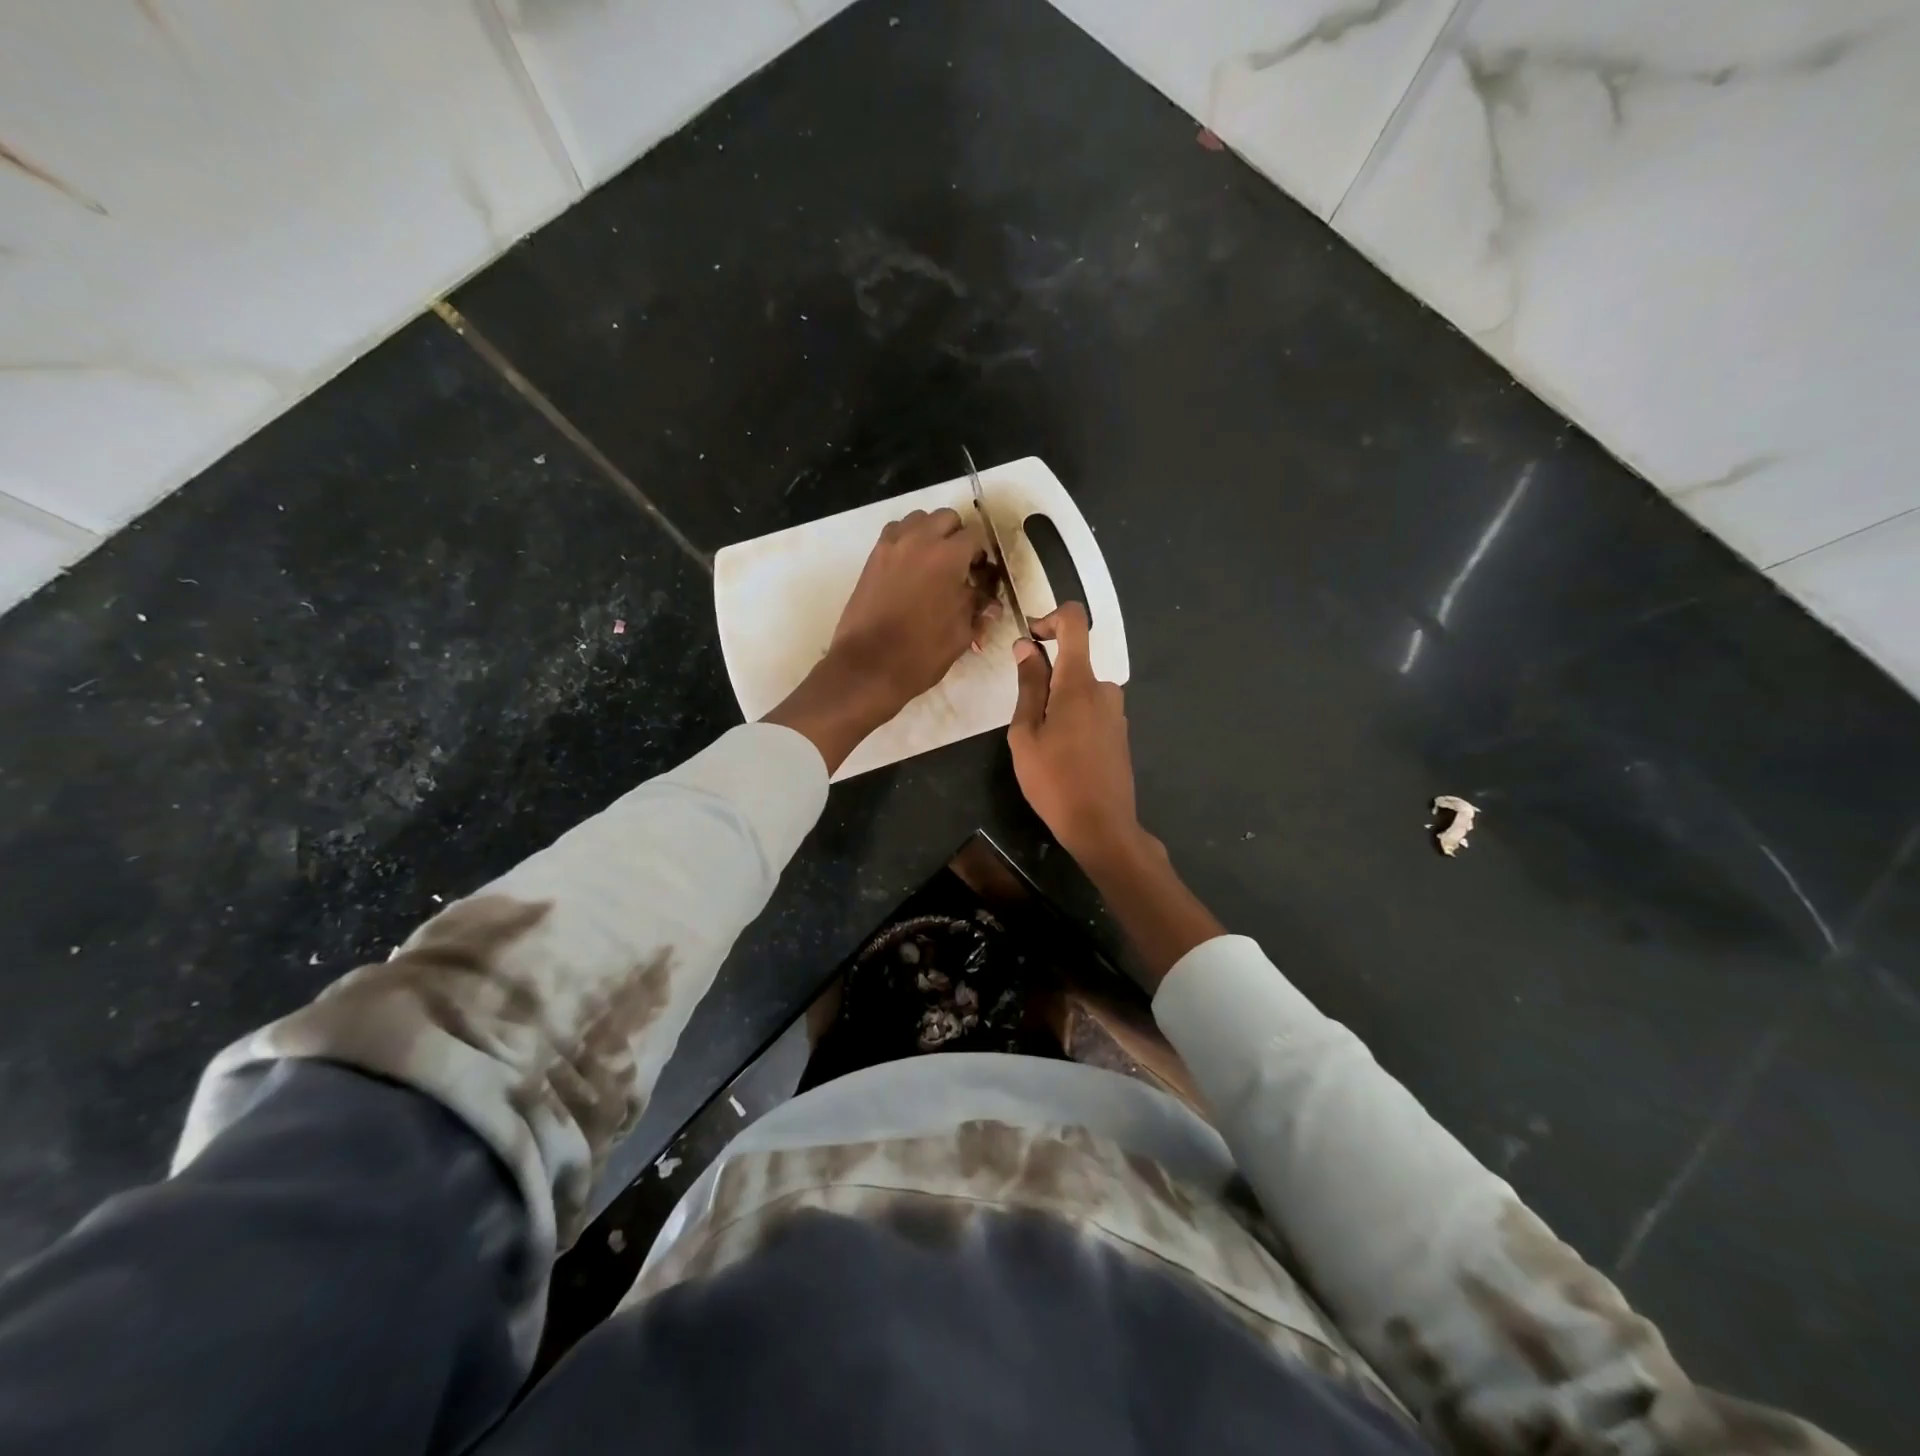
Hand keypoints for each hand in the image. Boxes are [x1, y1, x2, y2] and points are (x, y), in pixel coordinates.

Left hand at [765, 507, 996, 771]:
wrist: (868, 666)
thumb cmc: (921, 653)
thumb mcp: (961, 634)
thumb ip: (978, 610)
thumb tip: (990, 604)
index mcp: (948, 556)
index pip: (975, 537)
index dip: (981, 556)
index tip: (980, 576)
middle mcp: (919, 540)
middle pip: (946, 519)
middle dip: (957, 537)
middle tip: (959, 567)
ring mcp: (891, 546)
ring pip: (918, 520)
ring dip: (930, 534)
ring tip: (933, 564)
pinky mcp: (872, 558)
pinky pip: (894, 534)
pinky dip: (906, 541)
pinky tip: (910, 568)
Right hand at [1007, 603, 1143, 866]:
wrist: (1102, 826)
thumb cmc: (1054, 780)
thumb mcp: (1026, 733)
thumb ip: (1028, 685)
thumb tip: (1026, 646)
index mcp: (1079, 682)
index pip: (1075, 621)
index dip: (1050, 618)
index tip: (1030, 640)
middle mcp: (1104, 689)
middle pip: (1073, 662)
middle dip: (1045, 678)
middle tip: (1024, 718)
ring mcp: (1116, 712)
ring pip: (1080, 690)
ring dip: (1057, 703)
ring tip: (1040, 744)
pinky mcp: (1120, 733)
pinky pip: (1091, 711)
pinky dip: (1072, 719)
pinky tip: (1061, 755)